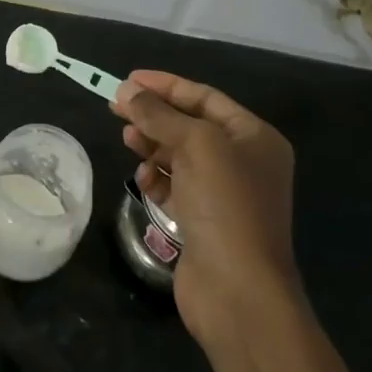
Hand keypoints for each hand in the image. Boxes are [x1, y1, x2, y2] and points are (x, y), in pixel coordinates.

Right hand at [113, 70, 299, 346]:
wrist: (239, 291)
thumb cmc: (225, 204)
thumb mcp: (194, 144)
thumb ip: (159, 114)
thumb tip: (125, 90)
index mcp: (254, 137)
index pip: (204, 97)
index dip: (166, 85)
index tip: (128, 80)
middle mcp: (244, 162)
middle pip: (190, 125)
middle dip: (154, 116)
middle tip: (116, 108)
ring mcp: (225, 194)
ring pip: (180, 156)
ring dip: (152, 145)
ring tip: (127, 140)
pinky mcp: (206, 222)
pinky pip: (176, 187)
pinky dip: (157, 179)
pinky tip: (142, 180)